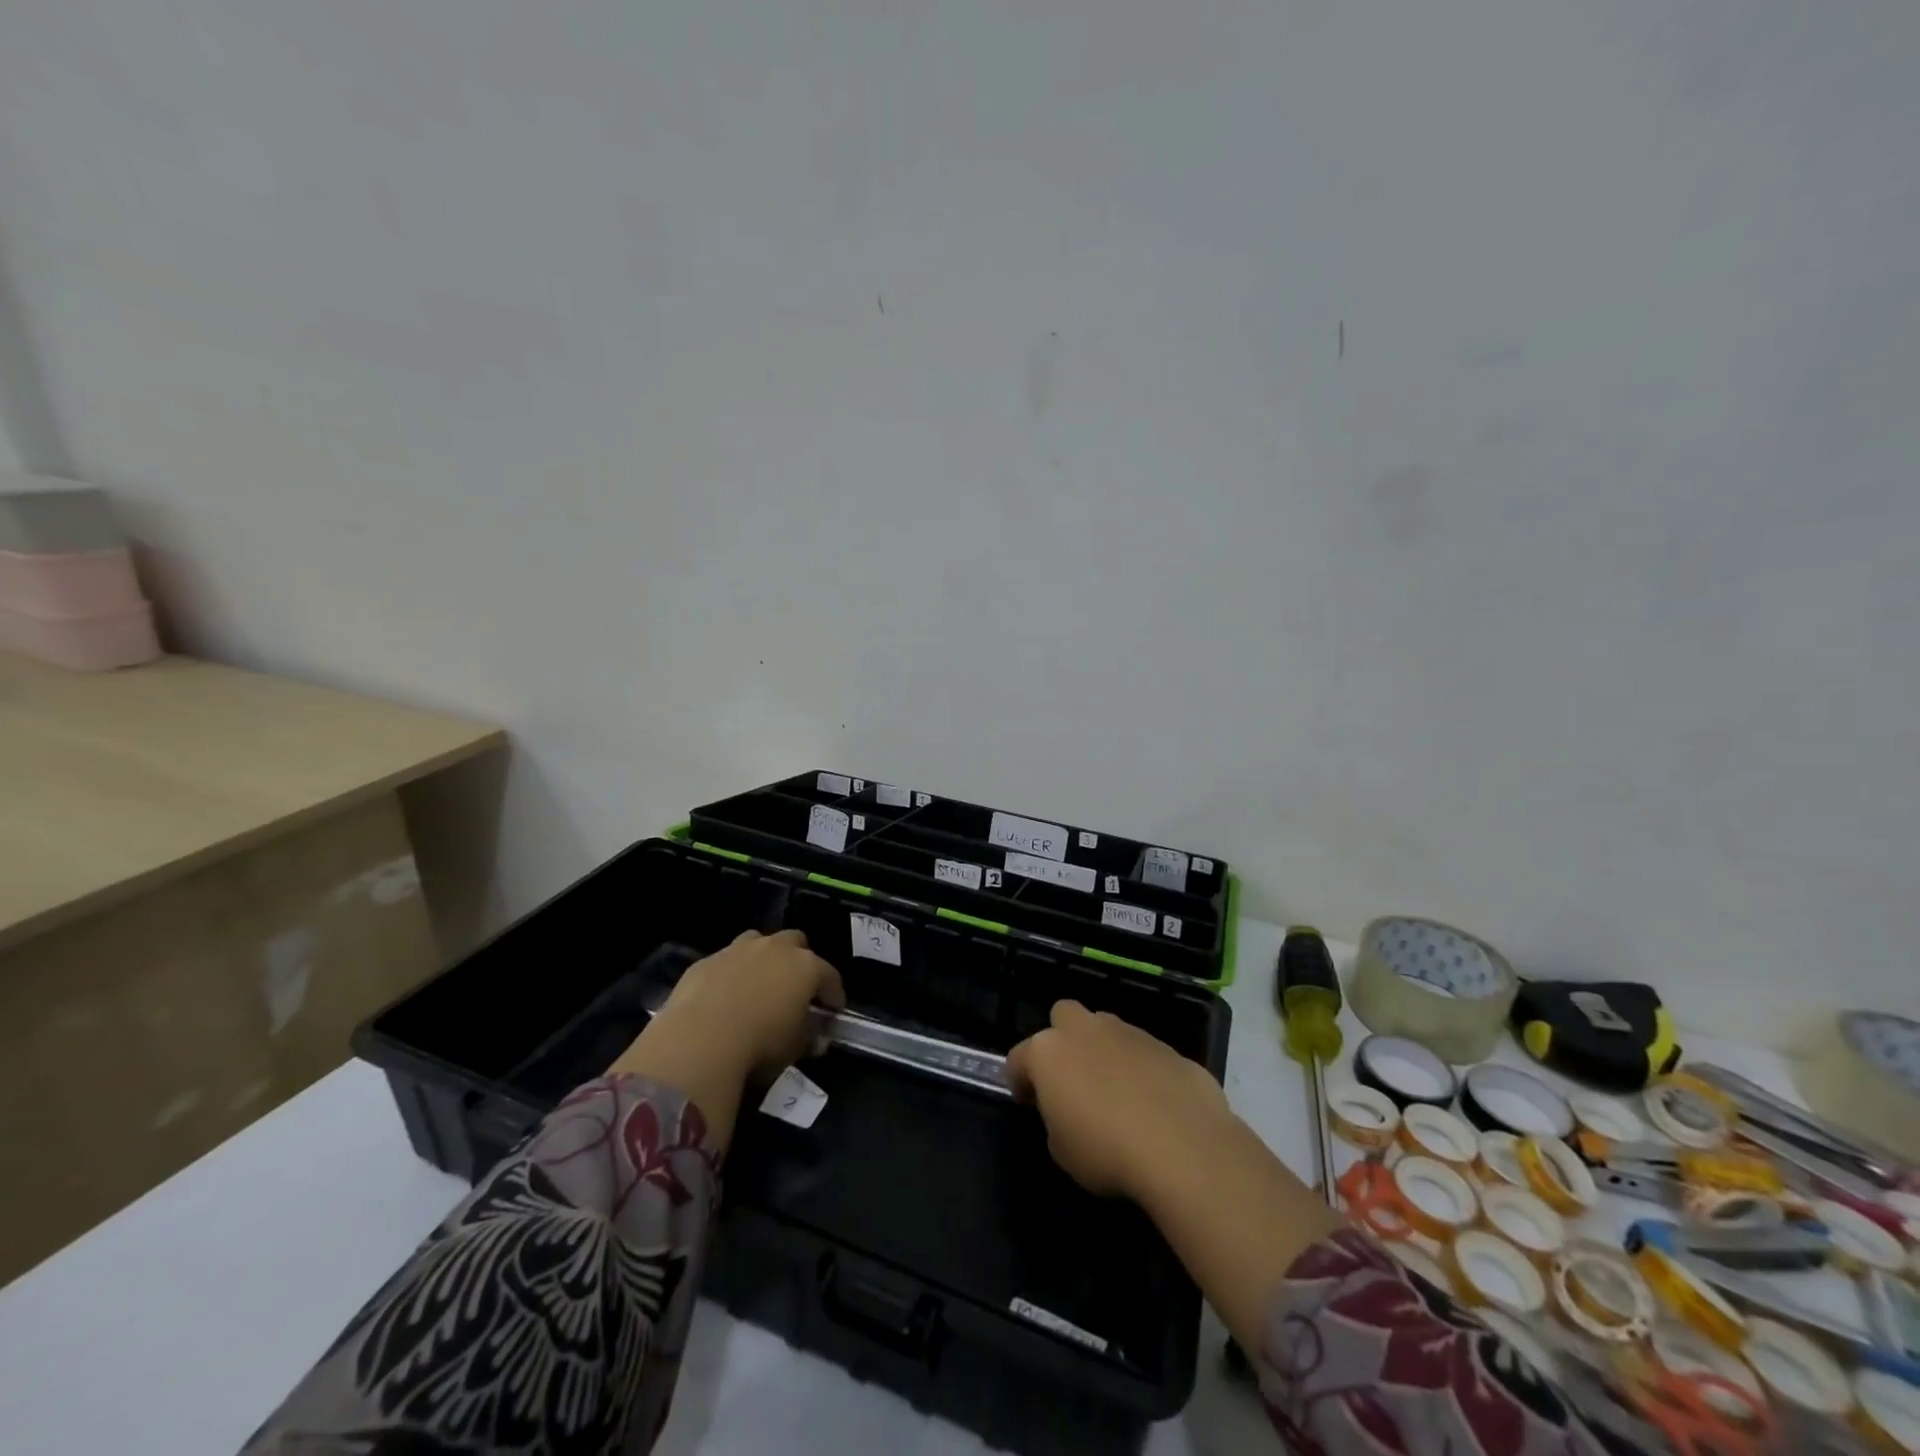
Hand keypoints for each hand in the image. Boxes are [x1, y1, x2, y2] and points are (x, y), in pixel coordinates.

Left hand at [644, 929, 844, 1083]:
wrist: (700, 1041)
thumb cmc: (760, 1045)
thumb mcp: (795, 1048)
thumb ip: (809, 1037)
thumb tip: (817, 1038)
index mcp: (806, 967)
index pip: (830, 976)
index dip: (834, 994)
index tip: (833, 1010)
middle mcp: (775, 949)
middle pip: (796, 942)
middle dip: (799, 961)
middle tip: (795, 988)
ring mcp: (738, 950)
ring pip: (759, 942)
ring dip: (763, 958)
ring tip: (758, 985)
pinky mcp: (707, 961)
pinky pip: (726, 961)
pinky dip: (730, 974)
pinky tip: (723, 997)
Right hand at [1005, 1000, 1233, 1201]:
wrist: (1183, 1147)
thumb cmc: (1107, 1152)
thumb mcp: (1063, 1151)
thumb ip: (1057, 1120)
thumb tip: (1070, 1112)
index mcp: (1049, 1052)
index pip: (1018, 1058)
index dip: (1020, 1081)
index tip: (1030, 1103)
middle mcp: (1086, 1030)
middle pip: (1063, 1016)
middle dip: (1063, 1040)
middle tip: (1073, 1079)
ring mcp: (1129, 1033)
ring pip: (1107, 1029)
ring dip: (1105, 1052)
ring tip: (1118, 1095)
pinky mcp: (1168, 1047)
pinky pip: (1144, 1053)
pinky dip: (1143, 1071)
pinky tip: (1156, 1105)